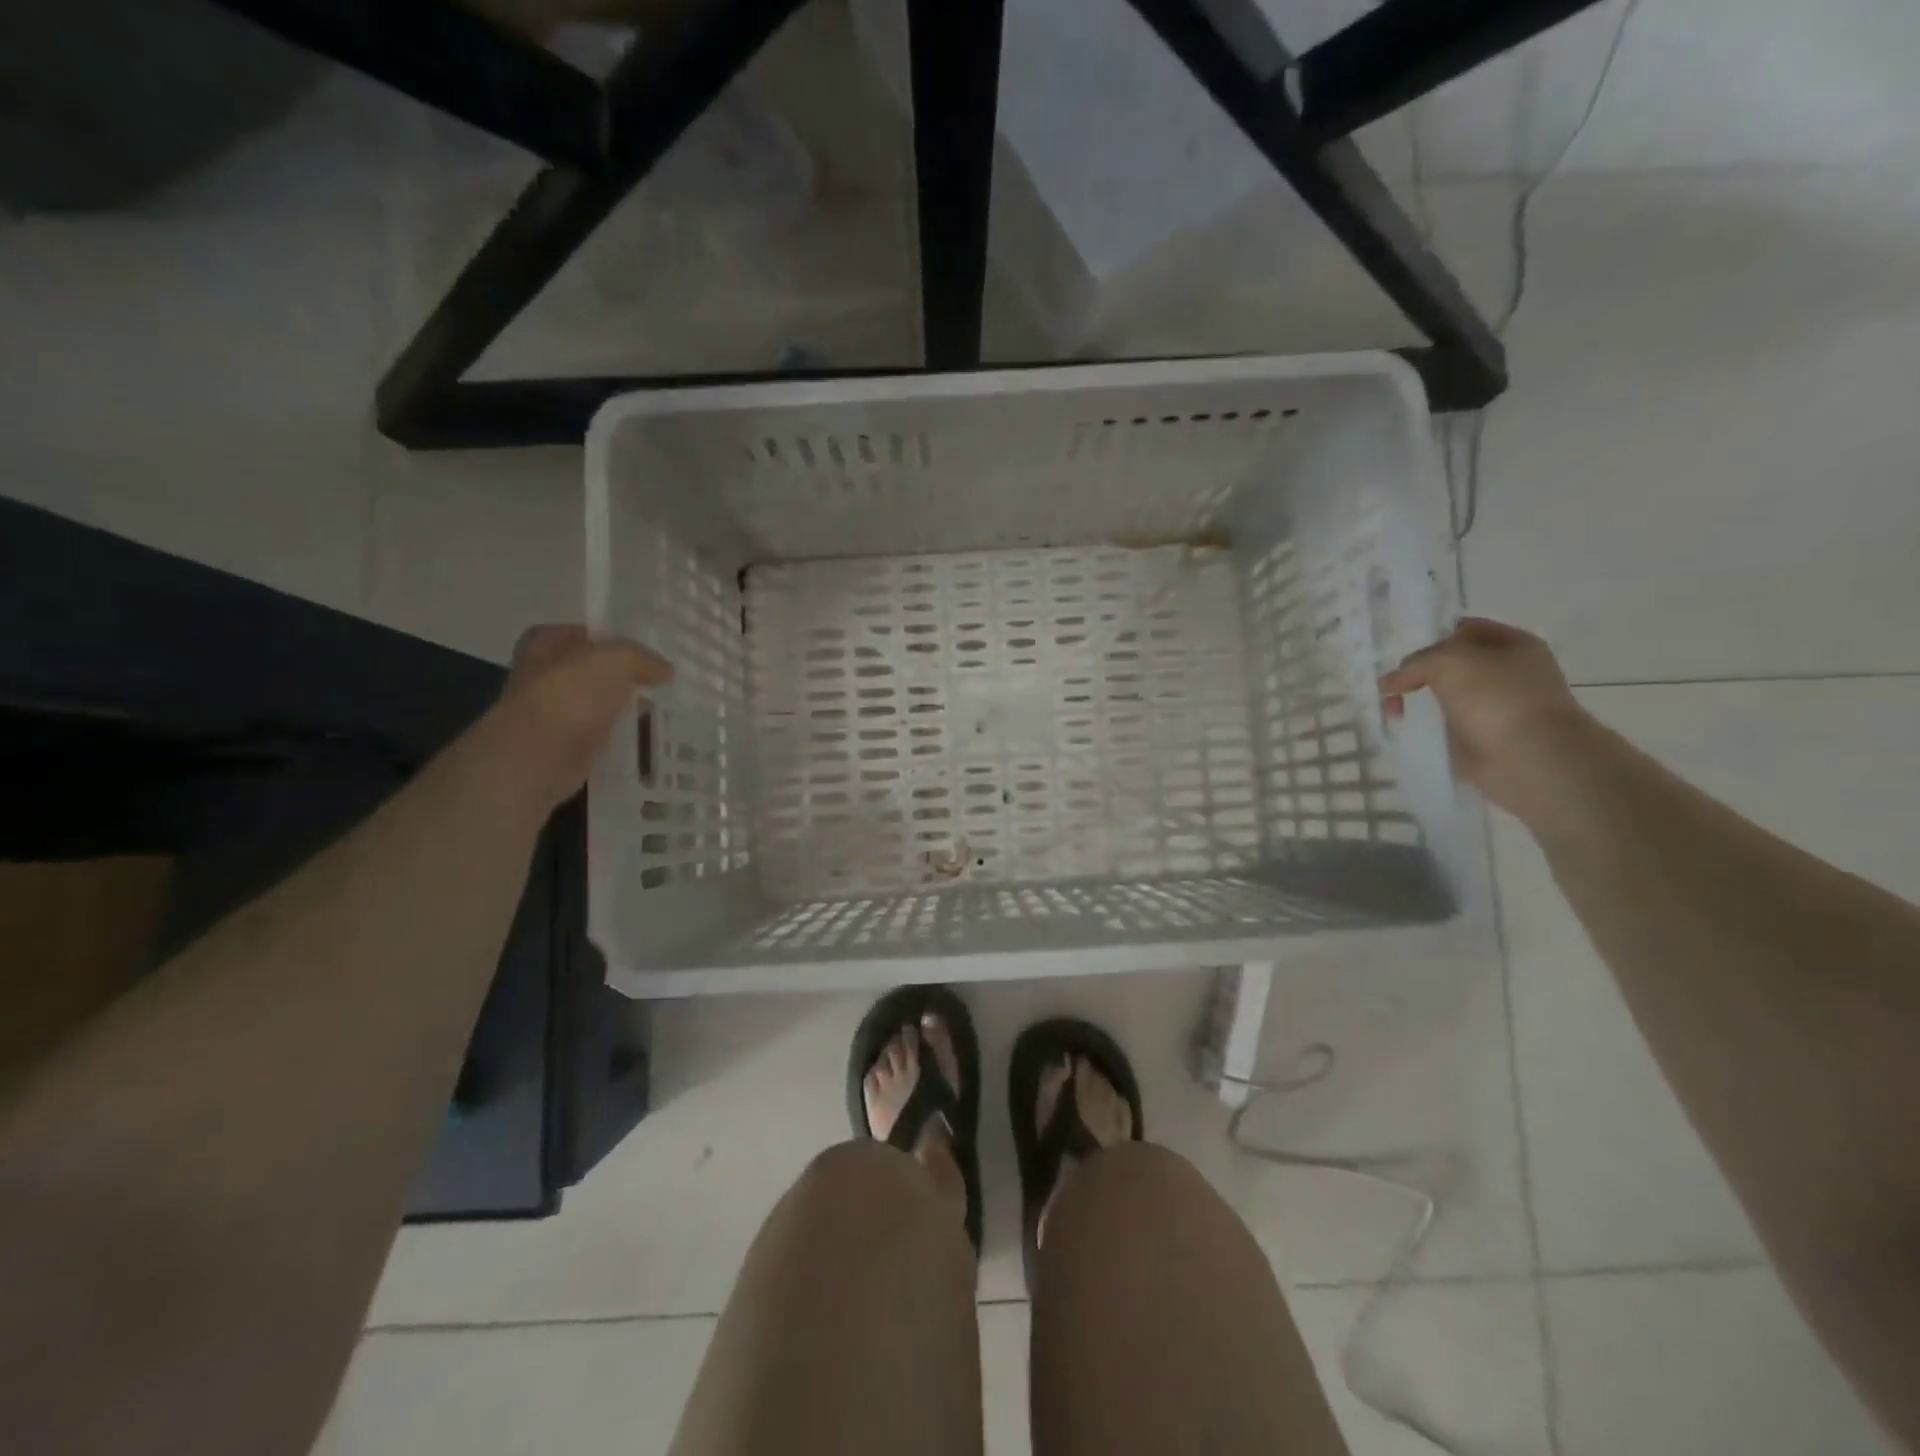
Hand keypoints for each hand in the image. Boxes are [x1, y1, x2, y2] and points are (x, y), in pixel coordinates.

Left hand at [489, 625, 672, 812]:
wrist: (541, 753)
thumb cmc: (571, 693)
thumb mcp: (617, 659)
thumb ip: (643, 658)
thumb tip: (665, 670)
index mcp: (545, 641)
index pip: (590, 634)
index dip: (622, 641)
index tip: (654, 655)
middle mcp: (544, 672)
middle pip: (596, 670)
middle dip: (627, 677)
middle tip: (665, 682)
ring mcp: (554, 710)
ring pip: (601, 702)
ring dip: (626, 707)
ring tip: (665, 708)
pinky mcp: (566, 742)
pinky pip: (602, 732)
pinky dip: (621, 734)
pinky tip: (648, 735)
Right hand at [1380, 617, 1595, 821]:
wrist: (1527, 756)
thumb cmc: (1495, 696)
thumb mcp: (1447, 660)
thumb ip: (1414, 663)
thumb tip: (1390, 683)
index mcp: (1513, 644)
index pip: (1464, 629)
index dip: (1432, 636)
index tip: (1401, 651)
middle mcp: (1508, 672)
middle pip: (1452, 664)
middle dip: (1419, 672)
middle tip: (1391, 684)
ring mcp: (1496, 706)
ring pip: (1445, 695)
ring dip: (1417, 701)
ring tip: (1391, 711)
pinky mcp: (1483, 736)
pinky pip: (1445, 725)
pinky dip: (1424, 726)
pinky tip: (1405, 728)